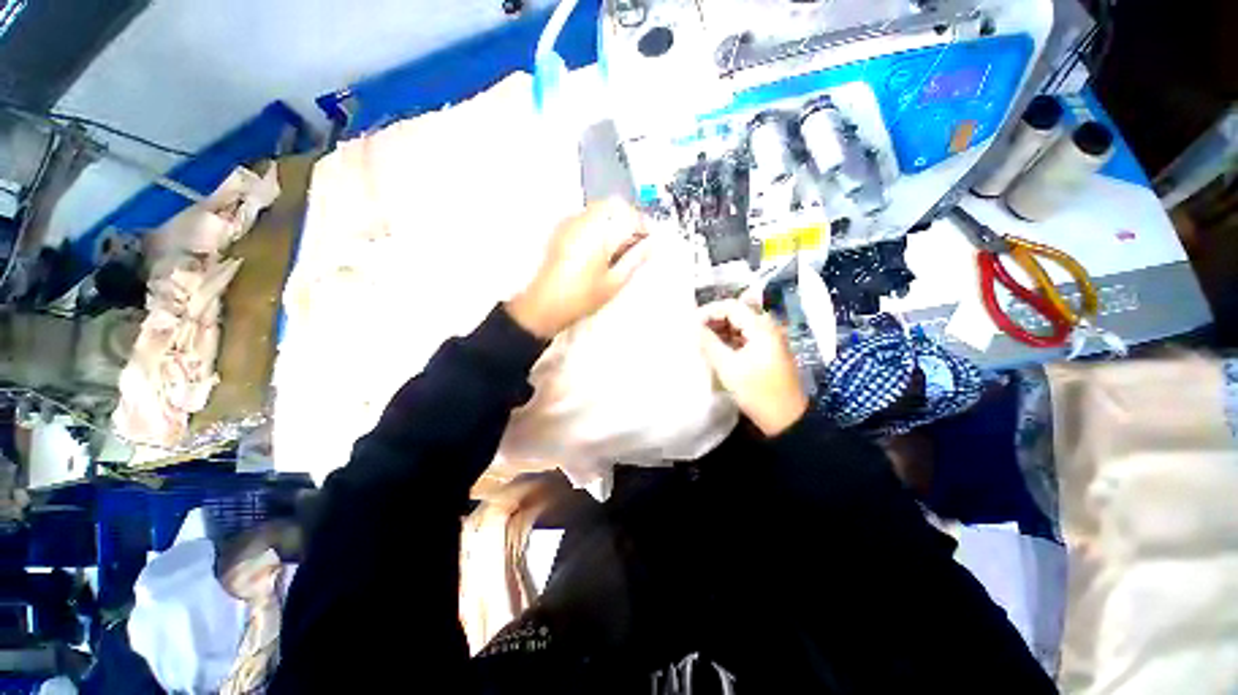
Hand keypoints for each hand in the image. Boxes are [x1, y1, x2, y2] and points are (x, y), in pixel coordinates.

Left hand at [506, 199, 650, 338]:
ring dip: (614, 220)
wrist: (545, 304)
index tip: (649, 239)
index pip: (629, 215)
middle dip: (628, 219)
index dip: (643, 225)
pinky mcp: (561, 230)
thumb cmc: (582, 296)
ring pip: (599, 209)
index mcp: (599, 232)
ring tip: (618, 247)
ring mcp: (570, 223)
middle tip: (634, 243)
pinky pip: (586, 217)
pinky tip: (600, 247)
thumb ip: (635, 259)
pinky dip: (599, 224)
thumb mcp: (614, 282)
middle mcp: (583, 220)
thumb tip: (651, 245)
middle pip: (613, 205)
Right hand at [699, 299, 808, 436]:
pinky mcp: (767, 351)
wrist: (785, 419)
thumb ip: (709, 343)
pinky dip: (729, 339)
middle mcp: (768, 328)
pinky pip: (745, 336)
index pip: (731, 306)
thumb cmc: (757, 392)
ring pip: (740, 325)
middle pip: (737, 313)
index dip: (709, 311)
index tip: (690, 323)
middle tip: (694, 330)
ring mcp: (769, 339)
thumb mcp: (728, 368)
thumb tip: (693, 327)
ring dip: (720, 329)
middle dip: (713, 319)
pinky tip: (715, 347)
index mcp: (761, 328)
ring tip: (701, 339)